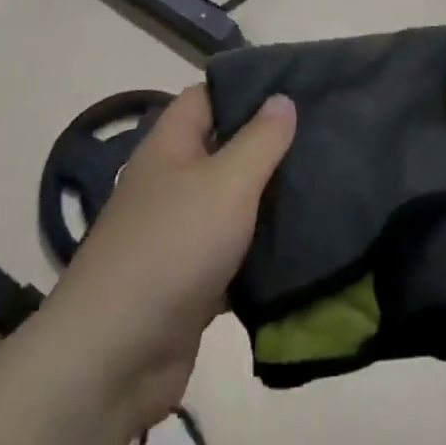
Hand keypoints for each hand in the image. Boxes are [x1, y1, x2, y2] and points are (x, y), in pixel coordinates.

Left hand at [40, 85, 296, 437]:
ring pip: (233, 203)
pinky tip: (307, 244)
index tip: (298, 87)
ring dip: (271, 199)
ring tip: (330, 184)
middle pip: (224, 149)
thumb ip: (259, 140)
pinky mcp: (192, 281)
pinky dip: (264, 250)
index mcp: (170, 146)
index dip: (247, 87)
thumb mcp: (225, 183)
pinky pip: (236, 253)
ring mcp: (180, 234)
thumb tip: (282, 98)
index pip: (207, 97)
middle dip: (270, 145)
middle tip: (327, 137)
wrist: (116, 357)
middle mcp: (172, 182)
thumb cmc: (173, 248)